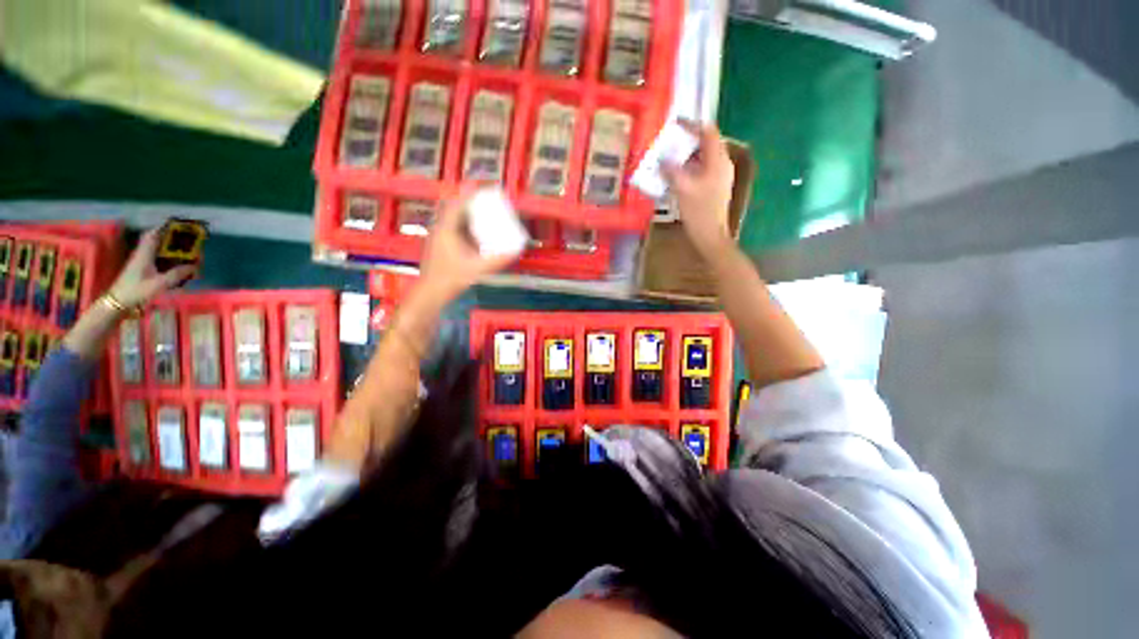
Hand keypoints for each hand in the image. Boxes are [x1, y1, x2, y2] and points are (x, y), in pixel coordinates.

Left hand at [108, 229, 196, 308]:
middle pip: (156, 240)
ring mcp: (142, 262)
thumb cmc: (136, 291)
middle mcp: (143, 255)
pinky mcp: (142, 269)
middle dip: (171, 238)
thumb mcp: (158, 284)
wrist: (118, 301)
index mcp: (145, 254)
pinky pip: (157, 259)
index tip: (177, 225)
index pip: (153, 235)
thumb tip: (194, 266)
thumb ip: (176, 274)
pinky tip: (176, 264)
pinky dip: (167, 258)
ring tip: (185, 252)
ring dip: (170, 248)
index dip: (164, 228)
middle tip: (187, 239)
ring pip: (157, 249)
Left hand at [417, 186, 516, 302]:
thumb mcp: (478, 269)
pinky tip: (475, 235)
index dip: (470, 194)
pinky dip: (464, 227)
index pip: (457, 204)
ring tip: (483, 215)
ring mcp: (438, 237)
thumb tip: (516, 251)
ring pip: (452, 219)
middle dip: (469, 203)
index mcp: (447, 229)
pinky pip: (452, 229)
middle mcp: (440, 229)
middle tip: (486, 202)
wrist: (431, 292)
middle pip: (453, 208)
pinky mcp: (439, 246)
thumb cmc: (452, 278)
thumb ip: (497, 260)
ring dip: (466, 215)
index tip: (484, 188)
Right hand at [661, 120, 735, 257]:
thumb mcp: (683, 189)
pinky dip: (688, 168)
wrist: (710, 235)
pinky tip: (674, 175)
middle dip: (686, 141)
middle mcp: (721, 164)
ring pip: (702, 158)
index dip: (692, 125)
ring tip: (668, 157)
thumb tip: (662, 159)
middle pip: (705, 144)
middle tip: (667, 142)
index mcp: (718, 161)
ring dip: (685, 156)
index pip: (708, 132)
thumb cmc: (699, 212)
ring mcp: (718, 176)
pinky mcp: (713, 187)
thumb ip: (672, 171)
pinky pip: (700, 170)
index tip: (675, 123)